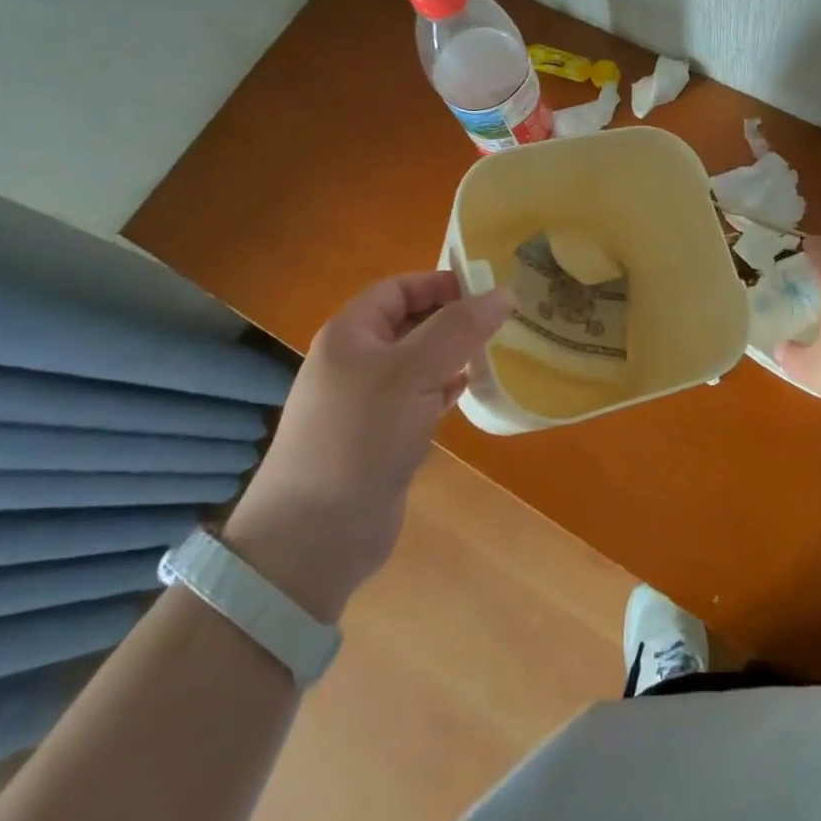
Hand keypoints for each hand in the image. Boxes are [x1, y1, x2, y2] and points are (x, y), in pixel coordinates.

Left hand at [225, 272, 511, 619]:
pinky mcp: (382, 437)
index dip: (441, 283)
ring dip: (454, 355)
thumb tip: (504, 293)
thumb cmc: (360, 436)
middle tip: (502, 321)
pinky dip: (446, 389)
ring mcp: (368, 402)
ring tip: (496, 352)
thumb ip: (460, 328)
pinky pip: (420, 398)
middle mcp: (356, 361)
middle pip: (411, 323)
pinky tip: (471, 391)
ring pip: (419, 362)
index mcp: (351, 333)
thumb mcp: (413, 371)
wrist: (315, 536)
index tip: (488, 291)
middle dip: (454, 319)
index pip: (399, 288)